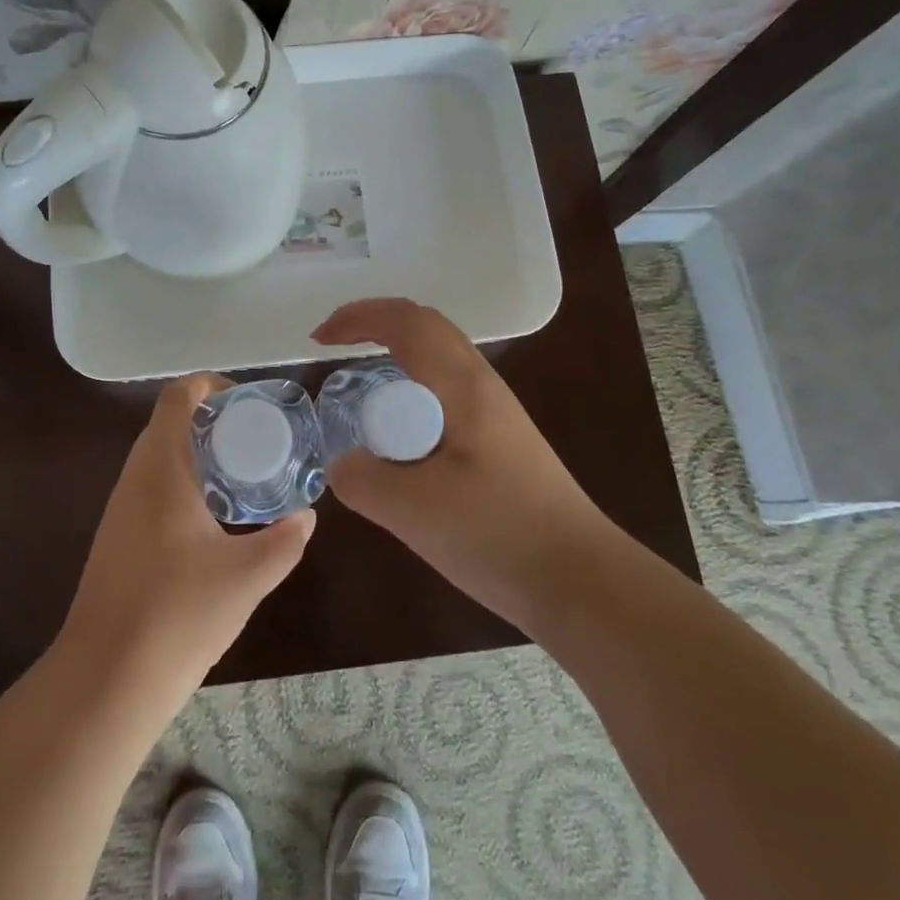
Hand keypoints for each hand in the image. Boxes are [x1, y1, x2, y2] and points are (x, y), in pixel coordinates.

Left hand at [58, 375, 314, 701]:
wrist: (105, 680)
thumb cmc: (177, 614)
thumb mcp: (247, 577)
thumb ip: (285, 541)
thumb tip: (307, 516)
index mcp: (161, 468)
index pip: (178, 396)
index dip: (213, 386)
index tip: (251, 405)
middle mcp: (135, 477)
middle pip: (171, 423)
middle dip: (215, 422)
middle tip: (260, 440)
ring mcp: (121, 508)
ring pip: (161, 457)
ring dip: (200, 454)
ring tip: (245, 476)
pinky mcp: (118, 537)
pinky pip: (154, 488)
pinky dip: (186, 484)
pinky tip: (216, 520)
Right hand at [312, 299, 606, 629]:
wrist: (580, 582)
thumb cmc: (499, 535)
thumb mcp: (413, 509)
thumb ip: (362, 479)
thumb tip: (342, 464)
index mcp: (463, 386)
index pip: (407, 321)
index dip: (358, 316)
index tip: (318, 341)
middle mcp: (482, 387)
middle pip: (425, 329)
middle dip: (374, 327)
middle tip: (333, 354)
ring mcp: (495, 415)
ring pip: (436, 362)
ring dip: (393, 360)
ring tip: (359, 395)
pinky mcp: (499, 444)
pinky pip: (443, 397)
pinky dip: (408, 397)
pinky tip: (397, 441)